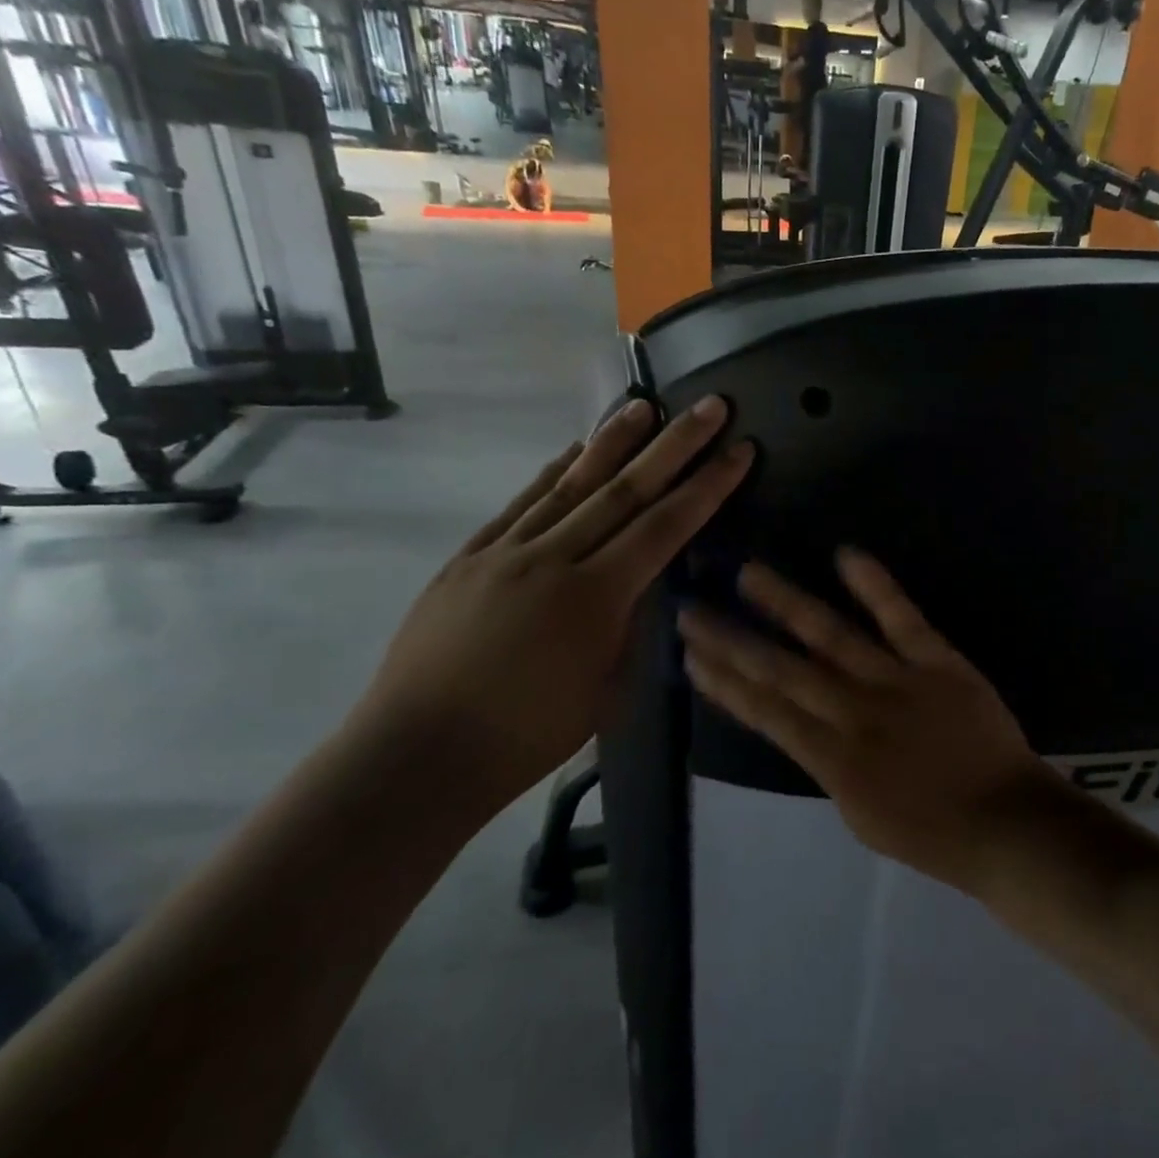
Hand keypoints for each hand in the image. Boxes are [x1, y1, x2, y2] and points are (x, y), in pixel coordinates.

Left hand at [352, 397, 751, 808]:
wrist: (419, 753)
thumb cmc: (526, 737)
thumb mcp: (606, 691)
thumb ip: (630, 627)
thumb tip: (645, 585)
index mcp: (594, 599)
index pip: (666, 528)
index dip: (707, 487)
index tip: (739, 450)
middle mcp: (552, 560)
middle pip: (625, 490)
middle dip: (674, 444)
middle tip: (709, 405)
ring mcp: (504, 552)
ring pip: (569, 484)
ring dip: (611, 442)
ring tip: (643, 404)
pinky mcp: (468, 557)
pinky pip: (520, 503)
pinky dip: (552, 472)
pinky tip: (573, 450)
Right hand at [676, 550, 1052, 889]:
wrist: (1007, 824)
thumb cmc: (932, 834)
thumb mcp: (861, 816)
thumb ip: (827, 765)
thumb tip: (803, 725)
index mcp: (833, 761)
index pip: (765, 713)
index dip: (724, 682)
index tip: (690, 655)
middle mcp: (855, 714)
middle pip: (782, 670)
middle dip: (732, 640)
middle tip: (692, 608)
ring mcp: (897, 683)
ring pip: (830, 636)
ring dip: (785, 602)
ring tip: (748, 573)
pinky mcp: (939, 662)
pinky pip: (902, 618)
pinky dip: (874, 585)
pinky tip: (844, 554)